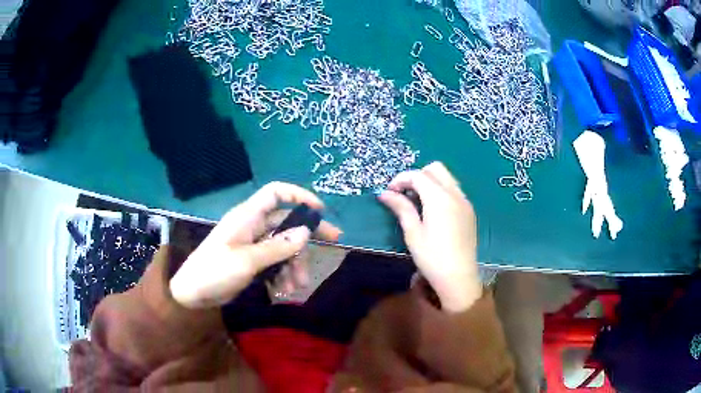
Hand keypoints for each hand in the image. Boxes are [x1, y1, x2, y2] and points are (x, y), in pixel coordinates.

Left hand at [170, 182, 341, 308]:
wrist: (192, 294)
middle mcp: (252, 227)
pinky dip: (283, 273)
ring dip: (295, 264)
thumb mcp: (247, 260)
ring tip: (297, 286)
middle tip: (334, 243)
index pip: (275, 193)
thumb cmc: (214, 271)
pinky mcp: (252, 261)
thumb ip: (278, 247)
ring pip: (284, 246)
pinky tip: (284, 290)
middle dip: (307, 236)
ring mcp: (253, 245)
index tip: (319, 210)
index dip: (298, 196)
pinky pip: (275, 261)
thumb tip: (307, 232)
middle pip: (286, 223)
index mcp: (247, 217)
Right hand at [378, 162, 481, 312]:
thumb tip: (385, 193)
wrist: (459, 278)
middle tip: (404, 194)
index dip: (400, 179)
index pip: (418, 175)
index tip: (389, 193)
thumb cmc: (432, 257)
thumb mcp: (413, 233)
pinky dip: (441, 191)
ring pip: (447, 178)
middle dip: (417, 175)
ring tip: (417, 202)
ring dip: (430, 182)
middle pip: (435, 169)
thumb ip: (401, 208)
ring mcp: (465, 202)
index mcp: (439, 198)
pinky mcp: (469, 212)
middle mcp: (455, 194)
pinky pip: (454, 190)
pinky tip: (433, 211)